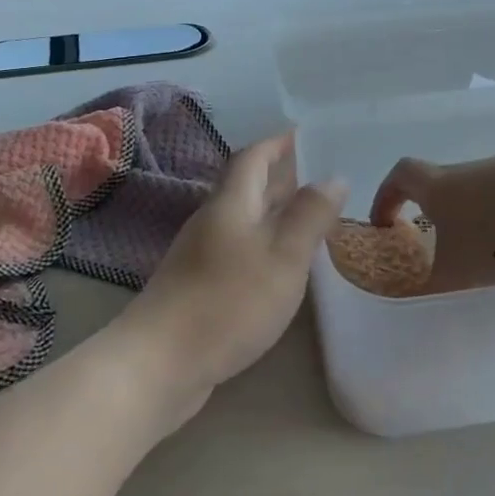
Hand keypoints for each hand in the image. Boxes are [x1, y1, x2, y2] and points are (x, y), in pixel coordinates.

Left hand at [113, 133, 345, 420]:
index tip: (305, 134)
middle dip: (280, 175)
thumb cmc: (229, 301)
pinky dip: (264, 243)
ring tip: (309, 214)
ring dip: (274, 210)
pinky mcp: (199, 285)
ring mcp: (202, 254)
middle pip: (247, 186)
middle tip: (319, 173)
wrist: (161, 362)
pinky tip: (281, 263)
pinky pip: (239, 248)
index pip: (253, 157)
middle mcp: (213, 221)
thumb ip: (310, 215)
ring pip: (244, 219)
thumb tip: (333, 177)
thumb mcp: (283, 256)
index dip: (278, 143)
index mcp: (232, 203)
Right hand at [370, 146, 494, 294]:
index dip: (387, 197)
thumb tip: (412, 302)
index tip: (387, 223)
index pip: (401, 177)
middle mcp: (473, 172)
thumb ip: (433, 289)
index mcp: (441, 187)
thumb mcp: (460, 273)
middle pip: (451, 196)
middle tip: (460, 263)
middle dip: (454, 232)